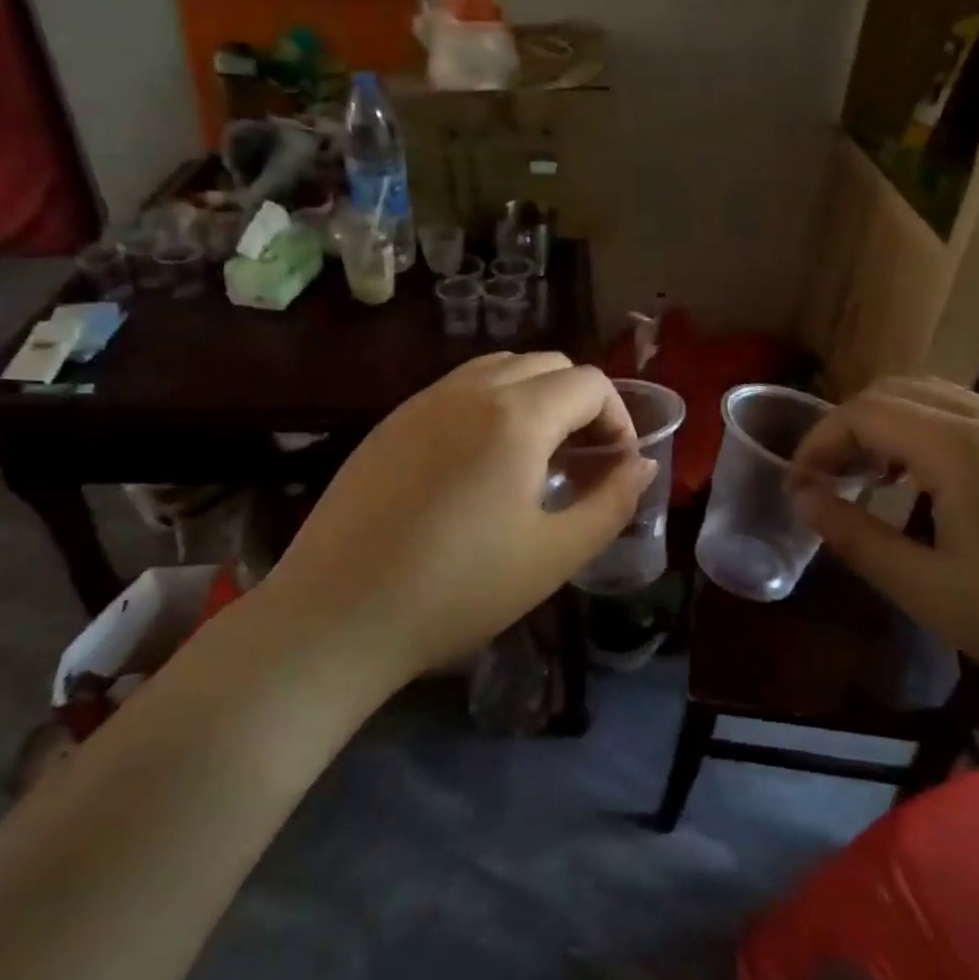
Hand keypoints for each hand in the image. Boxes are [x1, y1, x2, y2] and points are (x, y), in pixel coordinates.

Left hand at [257, 353, 655, 682]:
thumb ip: (611, 503)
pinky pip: (456, 391)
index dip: (618, 419)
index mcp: (517, 416)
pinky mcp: (389, 423)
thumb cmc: (458, 591)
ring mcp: (422, 402)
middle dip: (580, 402)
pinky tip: (477, 465)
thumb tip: (642, 466)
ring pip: (499, 369)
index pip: (590, 383)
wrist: (337, 615)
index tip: (616, 467)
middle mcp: (469, 390)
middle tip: (583, 460)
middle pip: (547, 364)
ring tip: (534, 457)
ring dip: (534, 397)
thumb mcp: (554, 555)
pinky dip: (488, 406)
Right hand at [792, 378, 978, 730]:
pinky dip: (925, 433)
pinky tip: (925, 485)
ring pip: (935, 398)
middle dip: (849, 426)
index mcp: (963, 450)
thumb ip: (856, 537)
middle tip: (827, 478)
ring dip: (888, 425)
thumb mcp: (928, 592)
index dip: (819, 441)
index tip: (798, 485)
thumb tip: (804, 499)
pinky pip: (969, 418)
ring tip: (868, 478)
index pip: (866, 413)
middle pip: (898, 391)